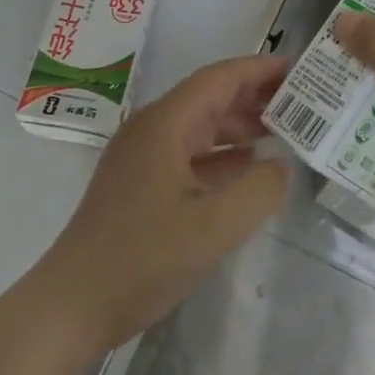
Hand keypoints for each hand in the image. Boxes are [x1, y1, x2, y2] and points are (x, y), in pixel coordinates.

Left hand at [31, 55, 290, 352]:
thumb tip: (280, 166)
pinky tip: (248, 165)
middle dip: (255, 96)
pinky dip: (221, 154)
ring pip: (200, 126)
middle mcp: (152, 129)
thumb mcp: (213, 228)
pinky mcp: (140, 183)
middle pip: (210, 98)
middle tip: (302, 101)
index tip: (298, 68)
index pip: (219, 78)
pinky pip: (189, 153)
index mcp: (165, 124)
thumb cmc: (142, 260)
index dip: (259, 70)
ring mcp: (143, 156)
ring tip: (285, 129)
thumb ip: (258, 191)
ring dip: (240, 125)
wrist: (72, 306)